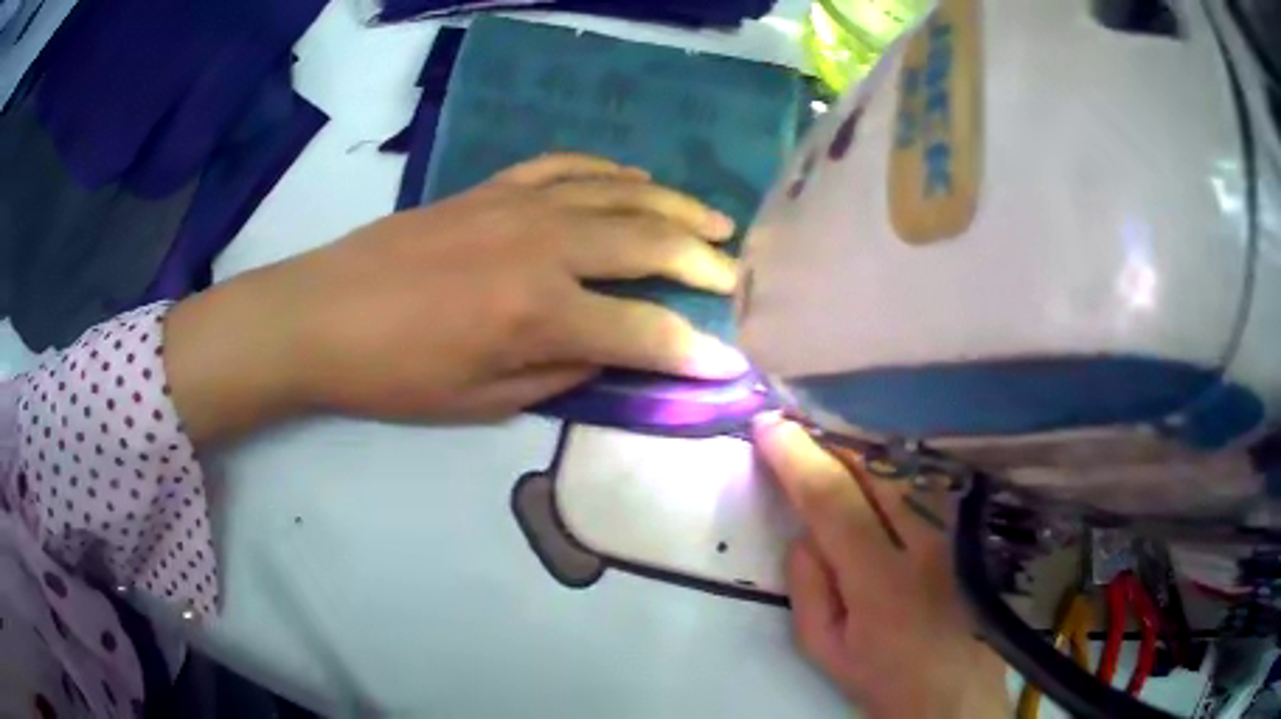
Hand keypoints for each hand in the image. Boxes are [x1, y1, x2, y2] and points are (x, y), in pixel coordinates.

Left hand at [165, 154, 747, 444]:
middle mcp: (543, 247)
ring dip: (673, 208)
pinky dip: (609, 171)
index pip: (644, 332)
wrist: (321, 314)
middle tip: (737, 278)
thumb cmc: (394, 373)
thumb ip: (556, 376)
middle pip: (648, 245)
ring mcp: (518, 206)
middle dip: (703, 264)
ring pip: (619, 195)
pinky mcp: (492, 188)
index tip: (731, 363)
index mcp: (539, 313)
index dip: (693, 351)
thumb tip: (603, 355)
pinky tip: (634, 180)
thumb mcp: (480, 402)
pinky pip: (566, 166)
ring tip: (713, 222)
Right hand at [753, 415, 1007, 718]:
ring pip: (904, 464)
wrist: (956, 690)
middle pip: (874, 465)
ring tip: (830, 444)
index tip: (768, 427)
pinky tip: (874, 467)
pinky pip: (925, 478)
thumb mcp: (825, 649)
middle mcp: (926, 540)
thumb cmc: (884, 676)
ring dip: (860, 448)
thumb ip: (807, 588)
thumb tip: (805, 532)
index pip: (832, 498)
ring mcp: (955, 528)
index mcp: (881, 580)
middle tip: (795, 430)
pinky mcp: (969, 527)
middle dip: (828, 440)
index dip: (796, 456)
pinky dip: (892, 465)